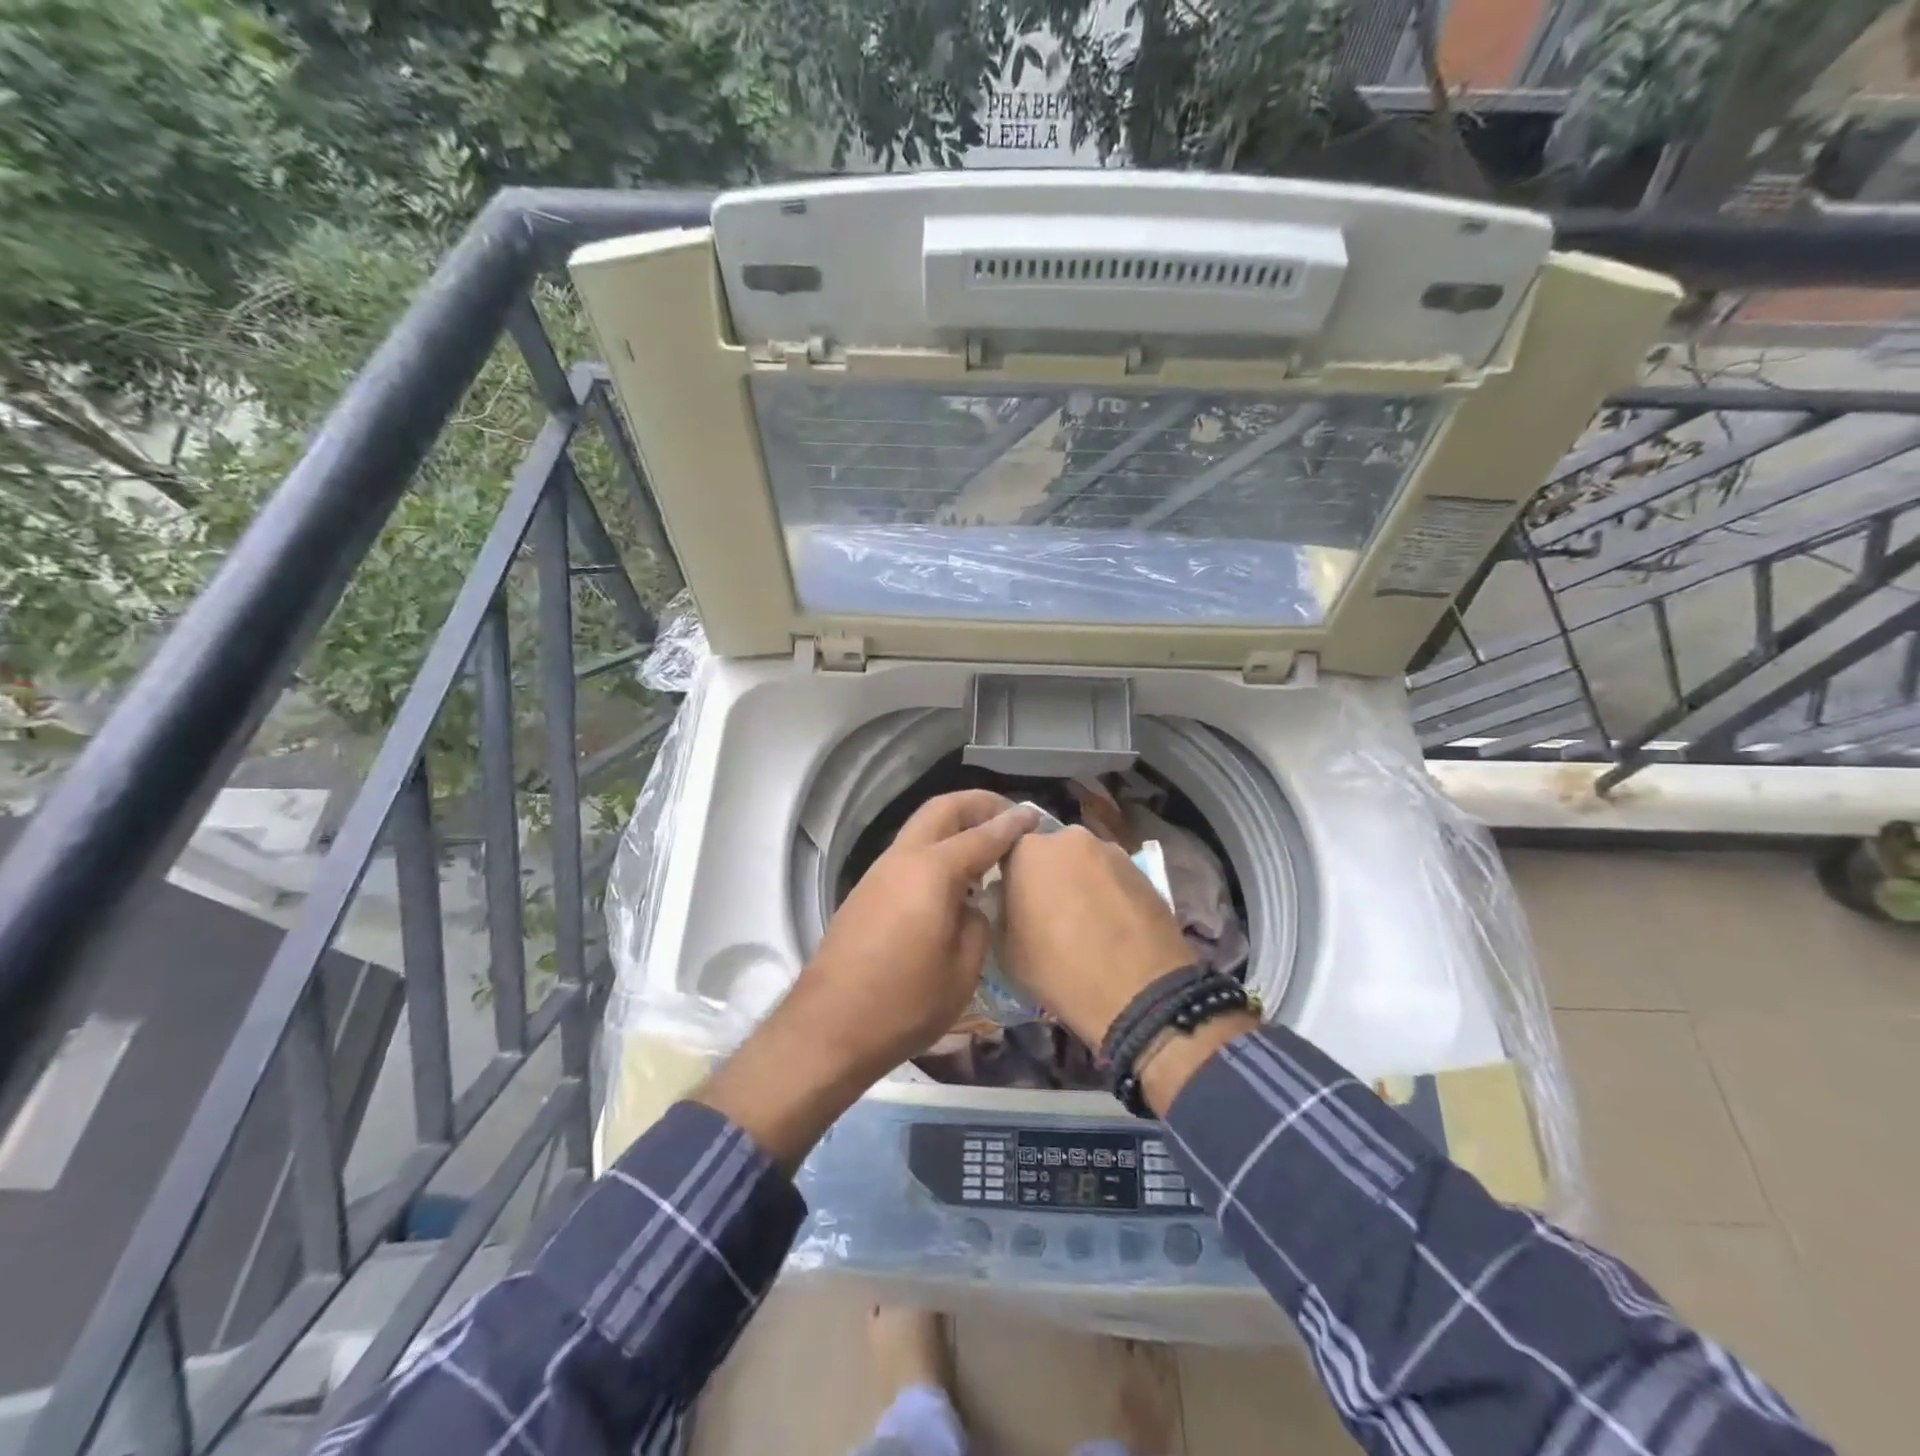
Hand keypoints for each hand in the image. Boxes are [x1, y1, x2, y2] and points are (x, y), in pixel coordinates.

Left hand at [799, 789, 1038, 1075]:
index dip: (1012, 824)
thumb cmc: (904, 1004)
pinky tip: (953, 878)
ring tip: (985, 846)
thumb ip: (976, 925)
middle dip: (977, 804)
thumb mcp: (962, 971)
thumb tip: (971, 907)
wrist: (829, 1027)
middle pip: (942, 809)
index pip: (982, 836)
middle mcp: (903, 859)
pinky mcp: (866, 892)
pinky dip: (936, 848)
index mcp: (932, 872)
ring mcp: (879, 873)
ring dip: (954, 825)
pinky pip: (909, 853)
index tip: (1035, 815)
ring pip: (921, 828)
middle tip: (1008, 816)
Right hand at [998, 825, 1194, 1047]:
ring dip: (1080, 882)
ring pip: (1084, 863)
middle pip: (1049, 853)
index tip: (1012, 903)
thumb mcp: (1005, 950)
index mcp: (1028, 850)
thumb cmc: (1059, 970)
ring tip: (1086, 922)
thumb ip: (1002, 912)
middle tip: (1048, 913)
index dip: (1008, 878)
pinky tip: (1113, 926)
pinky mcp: (1143, 870)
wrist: (1139, 991)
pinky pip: (1113, 877)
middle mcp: (1069, 838)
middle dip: (1046, 875)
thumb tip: (1011, 903)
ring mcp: (1111, 850)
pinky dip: (1109, 894)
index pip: (1007, 852)